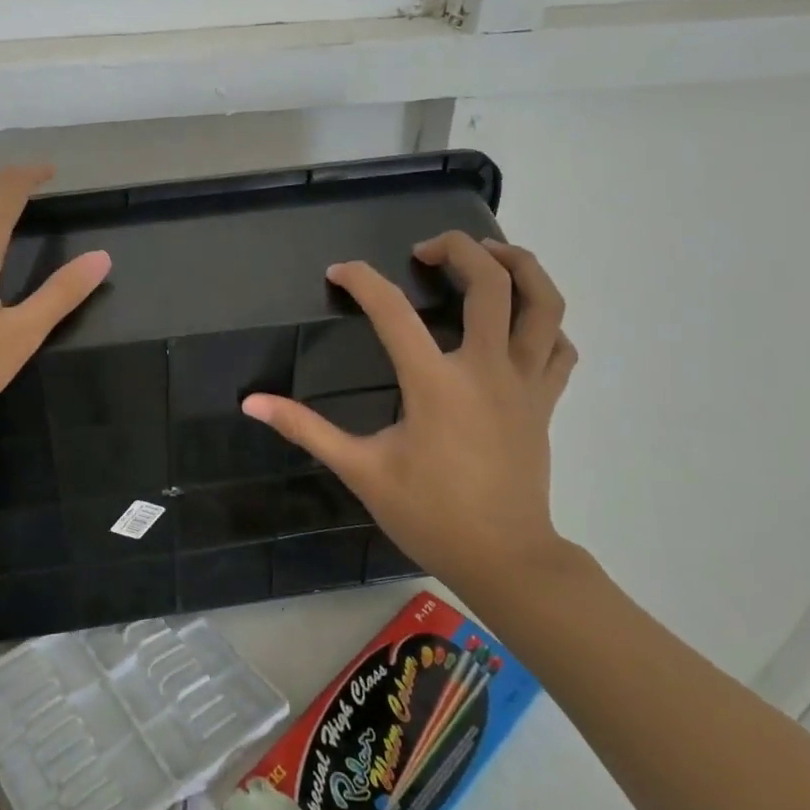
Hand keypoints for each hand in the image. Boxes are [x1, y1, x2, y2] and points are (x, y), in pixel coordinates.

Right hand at [242, 233, 577, 599]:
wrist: (506, 560)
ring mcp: (525, 383)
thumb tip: (252, 402)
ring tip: (488, 254)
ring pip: (543, 303)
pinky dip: (543, 321)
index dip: (361, 281)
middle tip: (424, 250)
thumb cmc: (430, 514)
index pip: (393, 310)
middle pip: (490, 283)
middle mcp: (486, 369)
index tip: (338, 273)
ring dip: (518, 266)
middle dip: (458, 249)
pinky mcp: (545, 401)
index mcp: (435, 383)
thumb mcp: (360, 470)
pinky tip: (518, 320)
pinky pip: (558, 346)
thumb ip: (305, 429)